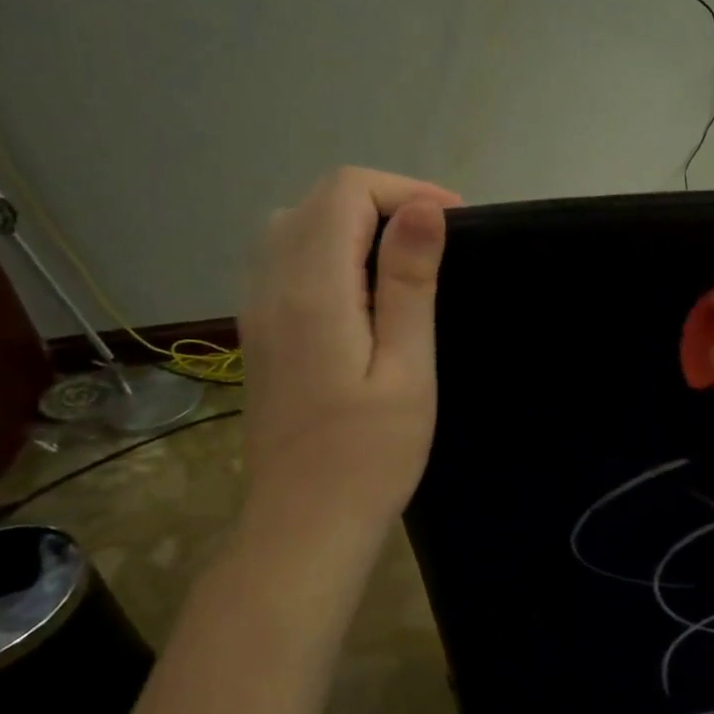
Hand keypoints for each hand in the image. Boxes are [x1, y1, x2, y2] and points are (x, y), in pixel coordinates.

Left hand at [238, 167, 460, 548]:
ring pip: (297, 224)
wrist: (305, 522)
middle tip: (439, 241)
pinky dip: (330, 248)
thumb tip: (424, 210)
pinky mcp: (260, 330)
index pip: (347, 192)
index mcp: (313, 291)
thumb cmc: (371, 454)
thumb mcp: (407, 369)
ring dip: (356, 223)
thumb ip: (410, 284)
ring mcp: (258, 308)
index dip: (405, 191)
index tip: (456, 223)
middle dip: (384, 201)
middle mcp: (272, 285)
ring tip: (408, 258)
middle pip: (319, 200)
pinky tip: (365, 288)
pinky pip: (286, 258)